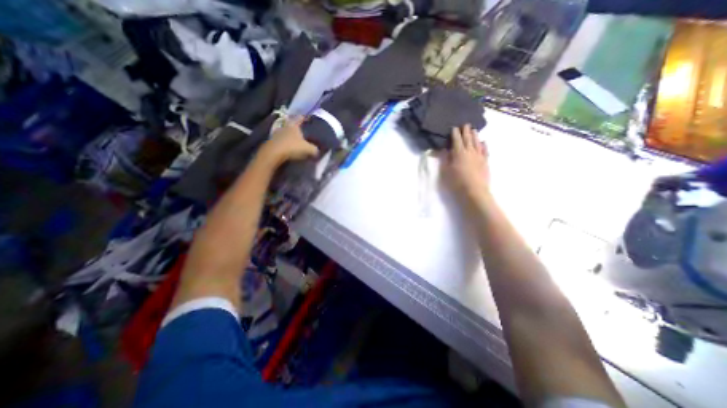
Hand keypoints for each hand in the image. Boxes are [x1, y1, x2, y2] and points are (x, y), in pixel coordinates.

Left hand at [260, 114, 317, 165]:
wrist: (273, 154)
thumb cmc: (292, 147)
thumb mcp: (308, 149)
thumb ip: (314, 149)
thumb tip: (317, 151)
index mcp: (294, 125)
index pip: (300, 119)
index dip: (304, 118)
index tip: (307, 118)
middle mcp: (285, 127)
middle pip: (291, 125)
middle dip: (296, 129)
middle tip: (302, 132)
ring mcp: (276, 134)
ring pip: (285, 133)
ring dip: (289, 137)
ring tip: (295, 141)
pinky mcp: (271, 142)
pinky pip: (280, 141)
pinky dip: (284, 144)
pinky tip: (288, 148)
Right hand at [441, 123, 490, 202]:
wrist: (474, 191)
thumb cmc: (457, 182)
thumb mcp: (446, 171)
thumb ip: (445, 159)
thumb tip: (444, 149)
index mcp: (459, 153)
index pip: (457, 140)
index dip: (455, 133)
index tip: (454, 127)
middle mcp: (470, 151)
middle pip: (468, 139)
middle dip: (466, 131)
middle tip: (465, 124)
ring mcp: (479, 156)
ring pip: (477, 142)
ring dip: (475, 135)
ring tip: (474, 130)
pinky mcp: (485, 161)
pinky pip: (485, 150)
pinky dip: (484, 145)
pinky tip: (483, 142)